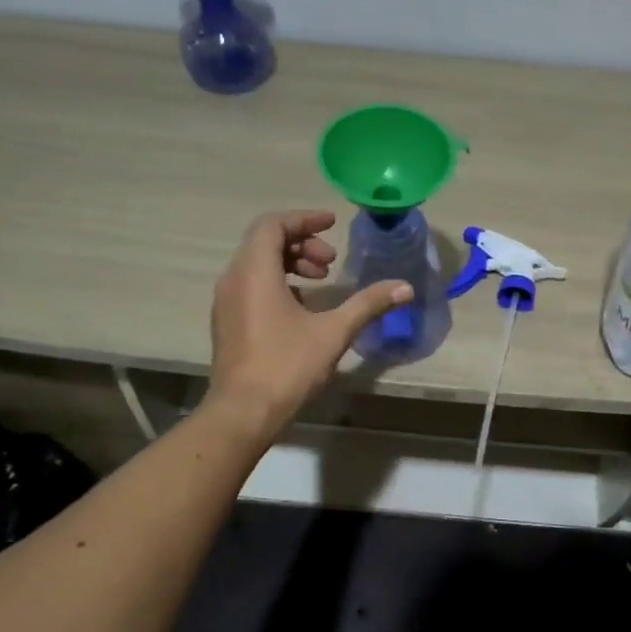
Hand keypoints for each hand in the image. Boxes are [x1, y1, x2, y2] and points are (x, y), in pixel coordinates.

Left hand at [206, 210, 410, 435]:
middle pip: (264, 242)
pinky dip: (277, 283)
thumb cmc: (287, 366)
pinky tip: (302, 308)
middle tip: (331, 262)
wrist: (242, 412)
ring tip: (321, 282)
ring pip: (256, 264)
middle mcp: (234, 279)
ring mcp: (226, 302)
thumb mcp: (334, 332)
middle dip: (301, 243)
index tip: (332, 223)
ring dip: (290, 264)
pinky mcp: (227, 322)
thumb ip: (368, 304)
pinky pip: (250, 286)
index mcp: (255, 271)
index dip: (304, 219)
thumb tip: (405, 287)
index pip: (273, 224)